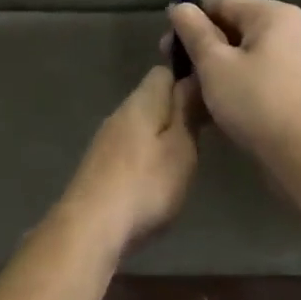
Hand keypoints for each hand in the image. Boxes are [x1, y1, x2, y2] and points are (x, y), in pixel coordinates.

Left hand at [54, 66, 200, 259]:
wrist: (91, 227)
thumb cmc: (146, 184)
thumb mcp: (180, 147)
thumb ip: (187, 111)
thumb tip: (193, 77)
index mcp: (141, 102)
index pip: (163, 72)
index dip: (187, 79)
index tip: (209, 97)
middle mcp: (119, 114)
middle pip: (151, 99)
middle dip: (175, 110)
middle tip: (204, 133)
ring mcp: (105, 141)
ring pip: (140, 126)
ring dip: (161, 136)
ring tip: (185, 157)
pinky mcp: (98, 167)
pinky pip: (129, 149)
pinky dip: (146, 157)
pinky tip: (157, 179)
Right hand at [166, 0, 300, 172]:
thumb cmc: (256, 103)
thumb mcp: (214, 64)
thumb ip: (194, 31)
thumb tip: (179, 7)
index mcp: (275, 15)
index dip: (190, 15)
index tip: (167, 41)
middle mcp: (294, 29)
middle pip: (236, 23)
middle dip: (202, 41)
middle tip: (174, 65)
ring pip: (248, 50)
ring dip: (217, 62)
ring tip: (192, 84)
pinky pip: (262, 70)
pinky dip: (238, 77)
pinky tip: (219, 98)